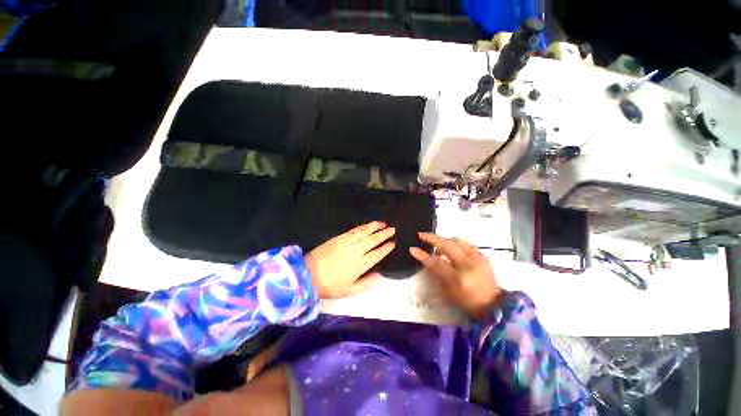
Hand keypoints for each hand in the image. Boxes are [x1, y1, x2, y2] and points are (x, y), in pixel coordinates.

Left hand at [306, 221, 395, 298]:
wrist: (308, 274)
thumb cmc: (330, 285)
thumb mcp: (350, 291)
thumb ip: (366, 283)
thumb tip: (379, 275)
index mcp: (360, 265)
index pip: (377, 254)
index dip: (386, 248)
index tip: (393, 243)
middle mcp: (356, 251)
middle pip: (373, 240)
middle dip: (384, 234)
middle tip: (393, 229)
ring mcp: (347, 243)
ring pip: (364, 232)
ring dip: (375, 227)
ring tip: (383, 223)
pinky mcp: (339, 238)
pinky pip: (354, 230)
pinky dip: (363, 227)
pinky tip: (368, 225)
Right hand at [410, 233, 501, 319]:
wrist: (494, 306)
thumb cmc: (468, 303)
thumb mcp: (448, 293)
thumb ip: (437, 275)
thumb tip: (427, 260)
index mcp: (458, 278)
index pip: (436, 263)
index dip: (423, 255)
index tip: (412, 248)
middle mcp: (468, 265)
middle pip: (447, 245)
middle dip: (432, 238)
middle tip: (422, 235)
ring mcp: (477, 259)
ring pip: (457, 241)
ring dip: (444, 240)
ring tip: (437, 244)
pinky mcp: (483, 256)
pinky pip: (466, 244)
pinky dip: (456, 244)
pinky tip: (451, 247)